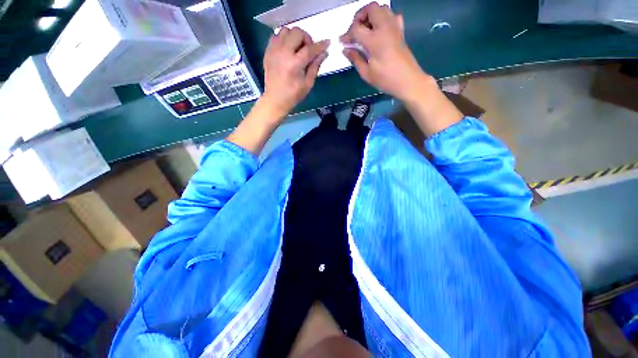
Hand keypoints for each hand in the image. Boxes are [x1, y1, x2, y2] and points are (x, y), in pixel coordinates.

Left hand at [262, 27, 329, 115]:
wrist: (275, 99)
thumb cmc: (293, 95)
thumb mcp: (308, 83)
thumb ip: (315, 66)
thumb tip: (324, 53)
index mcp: (294, 65)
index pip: (310, 49)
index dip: (320, 45)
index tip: (327, 43)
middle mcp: (283, 54)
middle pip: (297, 32)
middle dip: (306, 38)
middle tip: (308, 49)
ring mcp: (274, 51)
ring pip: (286, 30)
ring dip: (294, 36)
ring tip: (297, 48)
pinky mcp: (268, 51)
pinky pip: (276, 35)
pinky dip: (284, 39)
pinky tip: (287, 49)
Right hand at [340, 2, 432, 102]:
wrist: (408, 81)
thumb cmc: (386, 79)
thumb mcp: (366, 73)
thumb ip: (355, 59)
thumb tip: (346, 50)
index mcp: (375, 40)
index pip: (357, 28)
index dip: (347, 34)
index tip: (343, 42)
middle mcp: (385, 27)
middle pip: (370, 8)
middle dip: (359, 17)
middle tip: (354, 32)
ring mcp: (395, 27)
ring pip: (382, 8)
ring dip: (371, 16)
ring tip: (365, 31)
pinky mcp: (400, 31)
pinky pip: (392, 16)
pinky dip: (383, 18)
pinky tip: (379, 31)